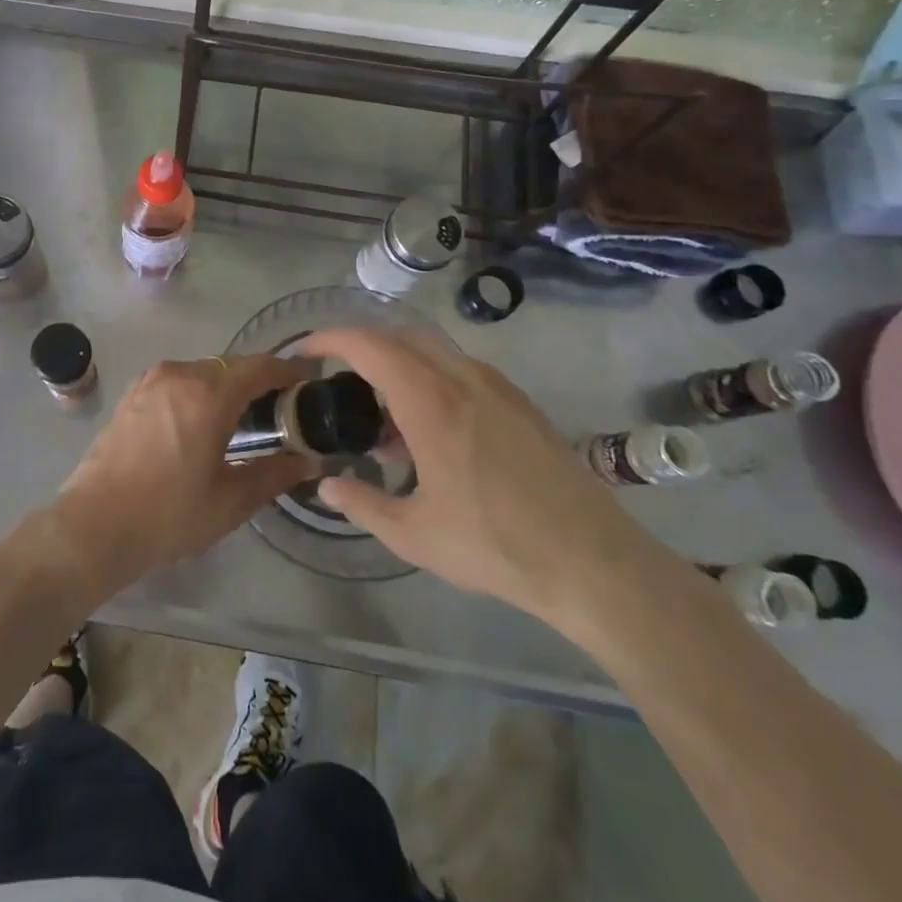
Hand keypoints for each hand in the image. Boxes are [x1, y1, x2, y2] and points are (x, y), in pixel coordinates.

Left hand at [49, 355, 313, 598]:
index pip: (260, 367)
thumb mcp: (230, 500)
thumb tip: (308, 462)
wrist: (94, 525)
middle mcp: (180, 374)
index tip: (309, 382)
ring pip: (202, 371)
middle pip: (231, 366)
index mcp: (209, 394)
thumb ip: (274, 474)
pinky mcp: (132, 393)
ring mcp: (151, 381)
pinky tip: (203, 421)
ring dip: (226, 386)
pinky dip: (198, 391)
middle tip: (281, 409)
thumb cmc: (168, 515)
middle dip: (259, 381)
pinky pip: (177, 381)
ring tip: (244, 418)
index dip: (288, 371)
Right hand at [302, 329, 674, 629]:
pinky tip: (432, 430)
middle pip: (401, 338)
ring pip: (434, 352)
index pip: (370, 345)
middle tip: (338, 379)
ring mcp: (498, 388)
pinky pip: (462, 371)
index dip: (331, 338)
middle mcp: (463, 380)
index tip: (306, 350)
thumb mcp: (414, 535)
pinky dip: (432, 380)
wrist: (594, 564)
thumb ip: (362, 505)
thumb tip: (326, 487)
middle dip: (362, 347)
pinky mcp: (521, 405)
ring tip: (385, 417)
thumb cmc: (496, 545)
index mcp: (431, 403)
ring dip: (400, 366)